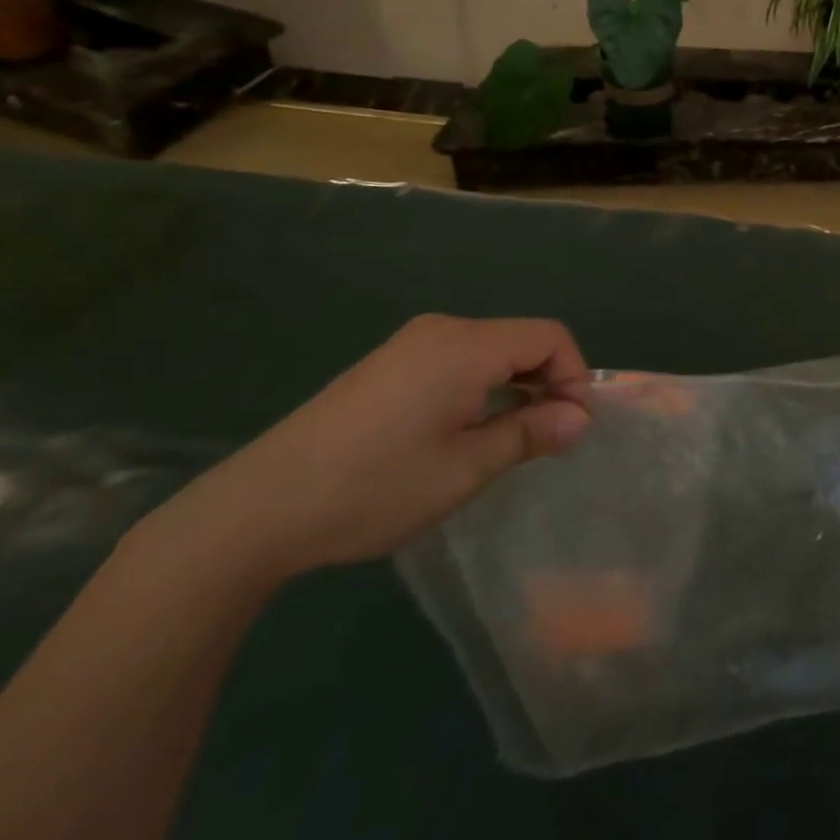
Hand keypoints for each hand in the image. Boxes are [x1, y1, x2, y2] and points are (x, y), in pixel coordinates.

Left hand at [152, 316, 591, 583]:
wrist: (258, 509)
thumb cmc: (374, 488)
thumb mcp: (465, 469)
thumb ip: (530, 433)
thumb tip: (580, 418)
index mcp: (465, 346)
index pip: (549, 337)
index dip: (574, 376)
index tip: (571, 428)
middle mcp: (442, 330)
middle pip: (521, 339)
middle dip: (547, 382)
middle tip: (546, 439)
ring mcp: (411, 343)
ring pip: (491, 349)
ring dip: (515, 386)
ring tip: (508, 440)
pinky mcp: (390, 363)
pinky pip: (458, 359)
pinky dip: (482, 385)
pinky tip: (463, 430)